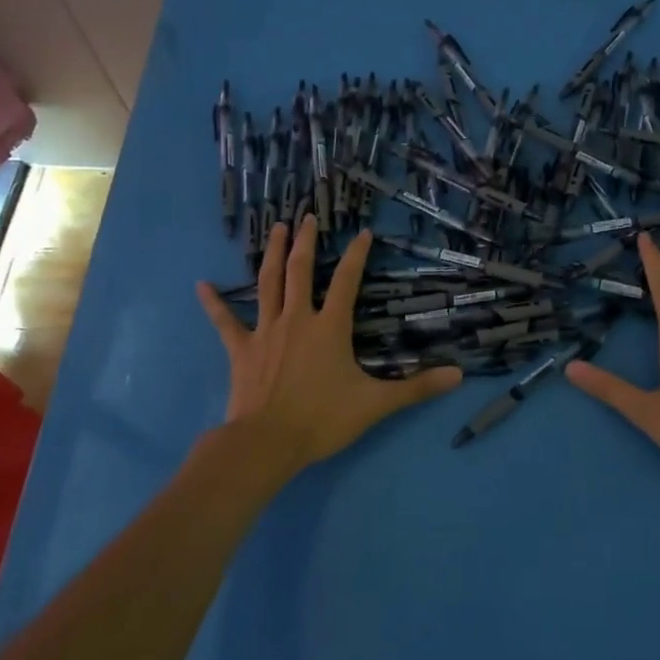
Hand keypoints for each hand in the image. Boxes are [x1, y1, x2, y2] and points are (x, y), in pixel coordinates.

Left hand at [196, 216, 460, 473]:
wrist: (268, 443)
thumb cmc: (322, 419)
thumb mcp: (376, 404)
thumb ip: (417, 388)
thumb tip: (458, 376)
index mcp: (329, 326)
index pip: (346, 281)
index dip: (356, 255)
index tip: (363, 233)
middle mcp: (297, 318)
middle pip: (299, 271)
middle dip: (304, 241)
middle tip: (305, 216)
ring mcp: (265, 331)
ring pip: (267, 284)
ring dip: (270, 254)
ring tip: (274, 228)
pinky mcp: (241, 349)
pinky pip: (225, 321)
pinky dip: (214, 303)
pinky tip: (201, 284)